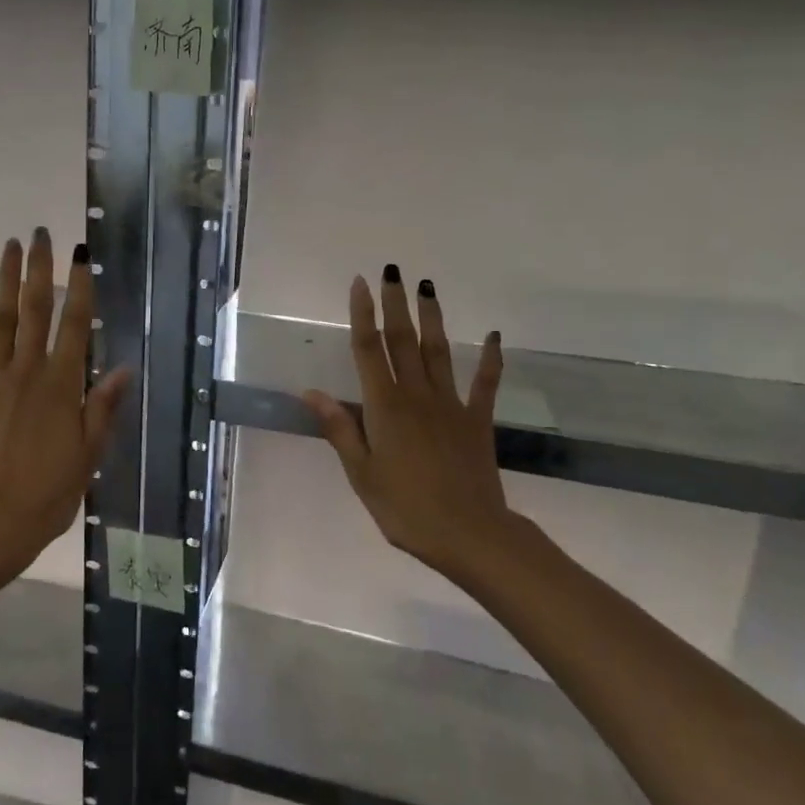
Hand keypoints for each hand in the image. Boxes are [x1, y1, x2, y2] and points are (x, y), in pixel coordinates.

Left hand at [0, 229, 132, 579]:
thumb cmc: (46, 495)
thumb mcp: (87, 455)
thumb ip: (103, 407)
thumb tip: (124, 368)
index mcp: (62, 385)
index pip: (75, 325)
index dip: (80, 286)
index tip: (81, 253)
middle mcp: (27, 371)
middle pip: (35, 309)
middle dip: (39, 268)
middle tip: (40, 233)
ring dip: (4, 281)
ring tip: (7, 247)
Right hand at [304, 265, 537, 575]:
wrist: (469, 534)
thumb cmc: (404, 507)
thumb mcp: (361, 473)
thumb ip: (339, 428)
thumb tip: (310, 392)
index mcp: (384, 407)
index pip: (368, 350)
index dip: (362, 314)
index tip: (360, 283)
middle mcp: (416, 395)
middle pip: (402, 341)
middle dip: (395, 304)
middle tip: (393, 270)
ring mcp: (451, 405)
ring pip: (438, 352)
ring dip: (432, 317)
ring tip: (428, 286)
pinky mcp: (477, 420)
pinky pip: (485, 383)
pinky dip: (491, 359)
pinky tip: (494, 336)